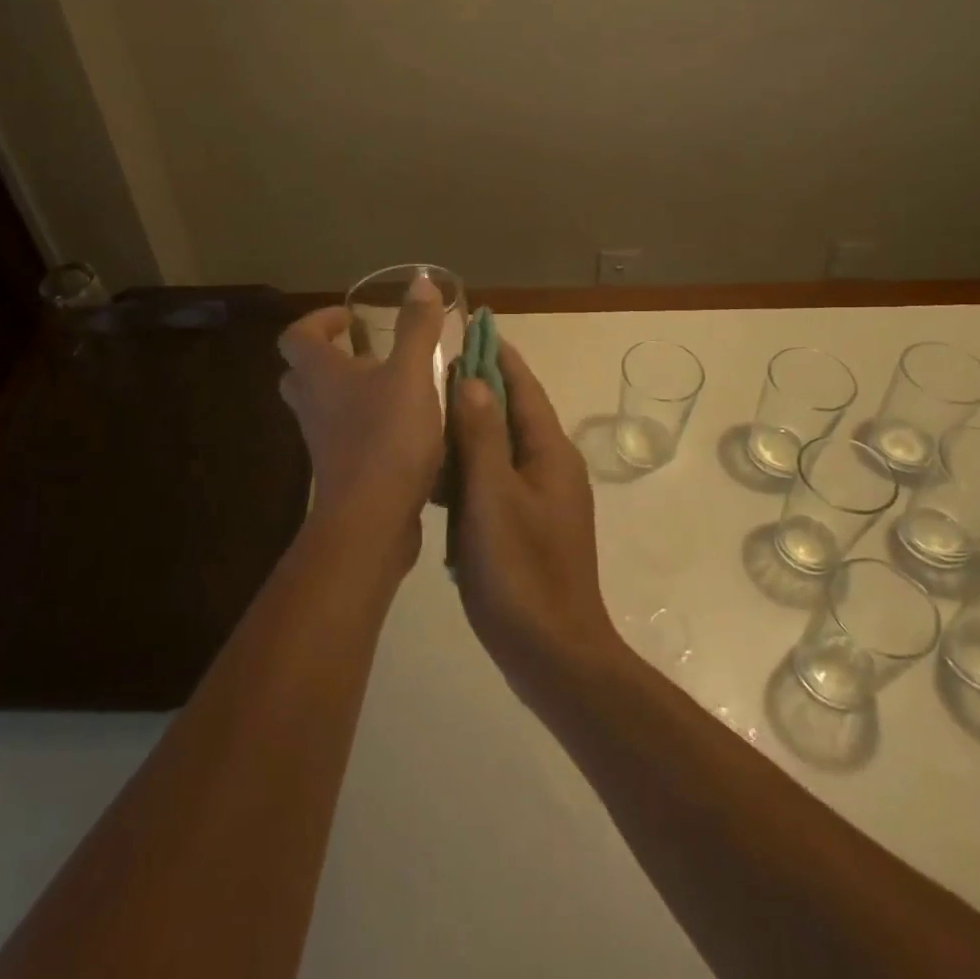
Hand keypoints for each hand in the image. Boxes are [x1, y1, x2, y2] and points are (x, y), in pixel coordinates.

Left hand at [277, 275, 447, 566]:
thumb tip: (420, 280)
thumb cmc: (386, 437)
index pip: (296, 336)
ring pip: (323, 406)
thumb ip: (416, 327)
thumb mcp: (411, 374)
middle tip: (366, 351)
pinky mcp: (341, 470)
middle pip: (303, 372)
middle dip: (330, 356)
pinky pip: (344, 435)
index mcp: (320, 374)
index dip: (318, 321)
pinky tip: (404, 426)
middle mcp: (312, 405)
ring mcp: (323, 441)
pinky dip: (364, 423)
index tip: (350, 319)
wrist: (371, 520)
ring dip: (349, 391)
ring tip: (392, 385)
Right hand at [448, 340, 621, 700]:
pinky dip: (469, 466)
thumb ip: (481, 436)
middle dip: (480, 386)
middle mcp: (550, 467)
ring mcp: (540, 499)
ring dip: (471, 427)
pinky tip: (436, 473)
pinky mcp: (526, 525)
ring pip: (501, 447)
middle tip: (436, 367)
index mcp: (550, 452)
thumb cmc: (521, 570)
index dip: (499, 354)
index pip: (523, 387)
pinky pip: (495, 479)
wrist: (552, 652)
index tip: (473, 326)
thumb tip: (471, 380)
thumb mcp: (493, 496)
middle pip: (513, 412)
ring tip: (428, 412)